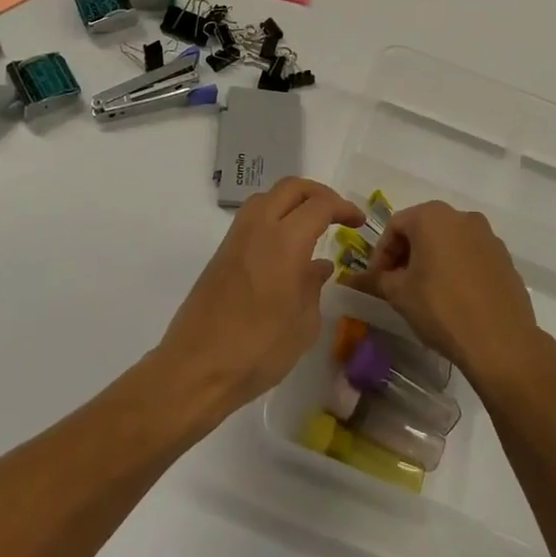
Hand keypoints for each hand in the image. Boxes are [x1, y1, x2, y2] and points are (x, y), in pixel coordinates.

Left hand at [155, 178, 364, 422]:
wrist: (196, 368)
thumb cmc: (258, 350)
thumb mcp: (303, 324)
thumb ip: (313, 287)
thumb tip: (318, 266)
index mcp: (284, 242)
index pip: (319, 205)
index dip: (343, 207)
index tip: (358, 222)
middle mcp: (258, 228)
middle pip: (290, 188)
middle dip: (319, 194)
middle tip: (337, 214)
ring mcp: (235, 238)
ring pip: (267, 197)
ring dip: (292, 201)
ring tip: (311, 224)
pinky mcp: (222, 253)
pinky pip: (252, 218)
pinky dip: (273, 216)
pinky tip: (284, 245)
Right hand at [345, 201, 547, 389]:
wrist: (501, 341)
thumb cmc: (441, 309)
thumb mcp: (399, 294)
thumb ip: (375, 280)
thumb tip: (351, 278)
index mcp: (432, 216)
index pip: (395, 226)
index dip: (381, 253)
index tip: (377, 281)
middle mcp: (462, 216)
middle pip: (423, 229)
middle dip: (406, 255)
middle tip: (397, 285)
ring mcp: (488, 236)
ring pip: (449, 242)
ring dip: (432, 260)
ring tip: (425, 293)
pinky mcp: (504, 258)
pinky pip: (471, 256)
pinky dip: (457, 268)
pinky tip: (454, 298)